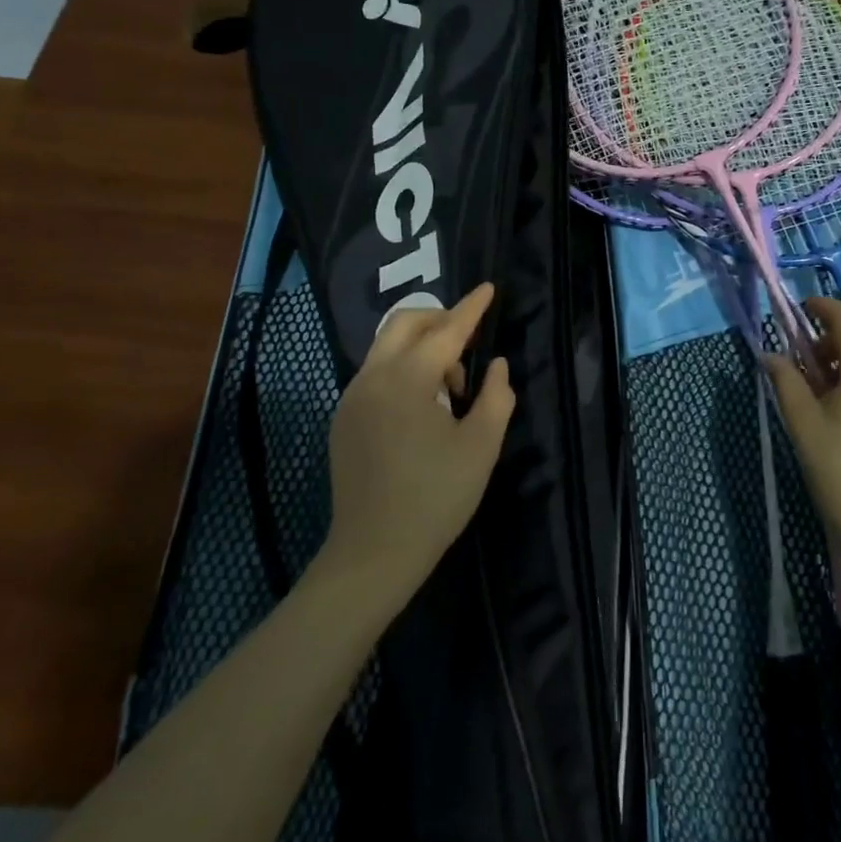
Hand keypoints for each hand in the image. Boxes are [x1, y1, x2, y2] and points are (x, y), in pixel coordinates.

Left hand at [321, 283, 515, 606]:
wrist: (374, 553)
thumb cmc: (436, 498)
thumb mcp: (481, 447)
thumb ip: (495, 396)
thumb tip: (497, 365)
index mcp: (407, 380)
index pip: (446, 331)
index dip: (472, 309)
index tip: (488, 288)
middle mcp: (372, 377)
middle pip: (404, 324)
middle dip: (440, 321)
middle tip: (470, 343)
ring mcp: (352, 398)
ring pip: (387, 348)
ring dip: (422, 349)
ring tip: (452, 387)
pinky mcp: (343, 419)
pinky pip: (376, 374)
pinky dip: (403, 371)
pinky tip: (423, 408)